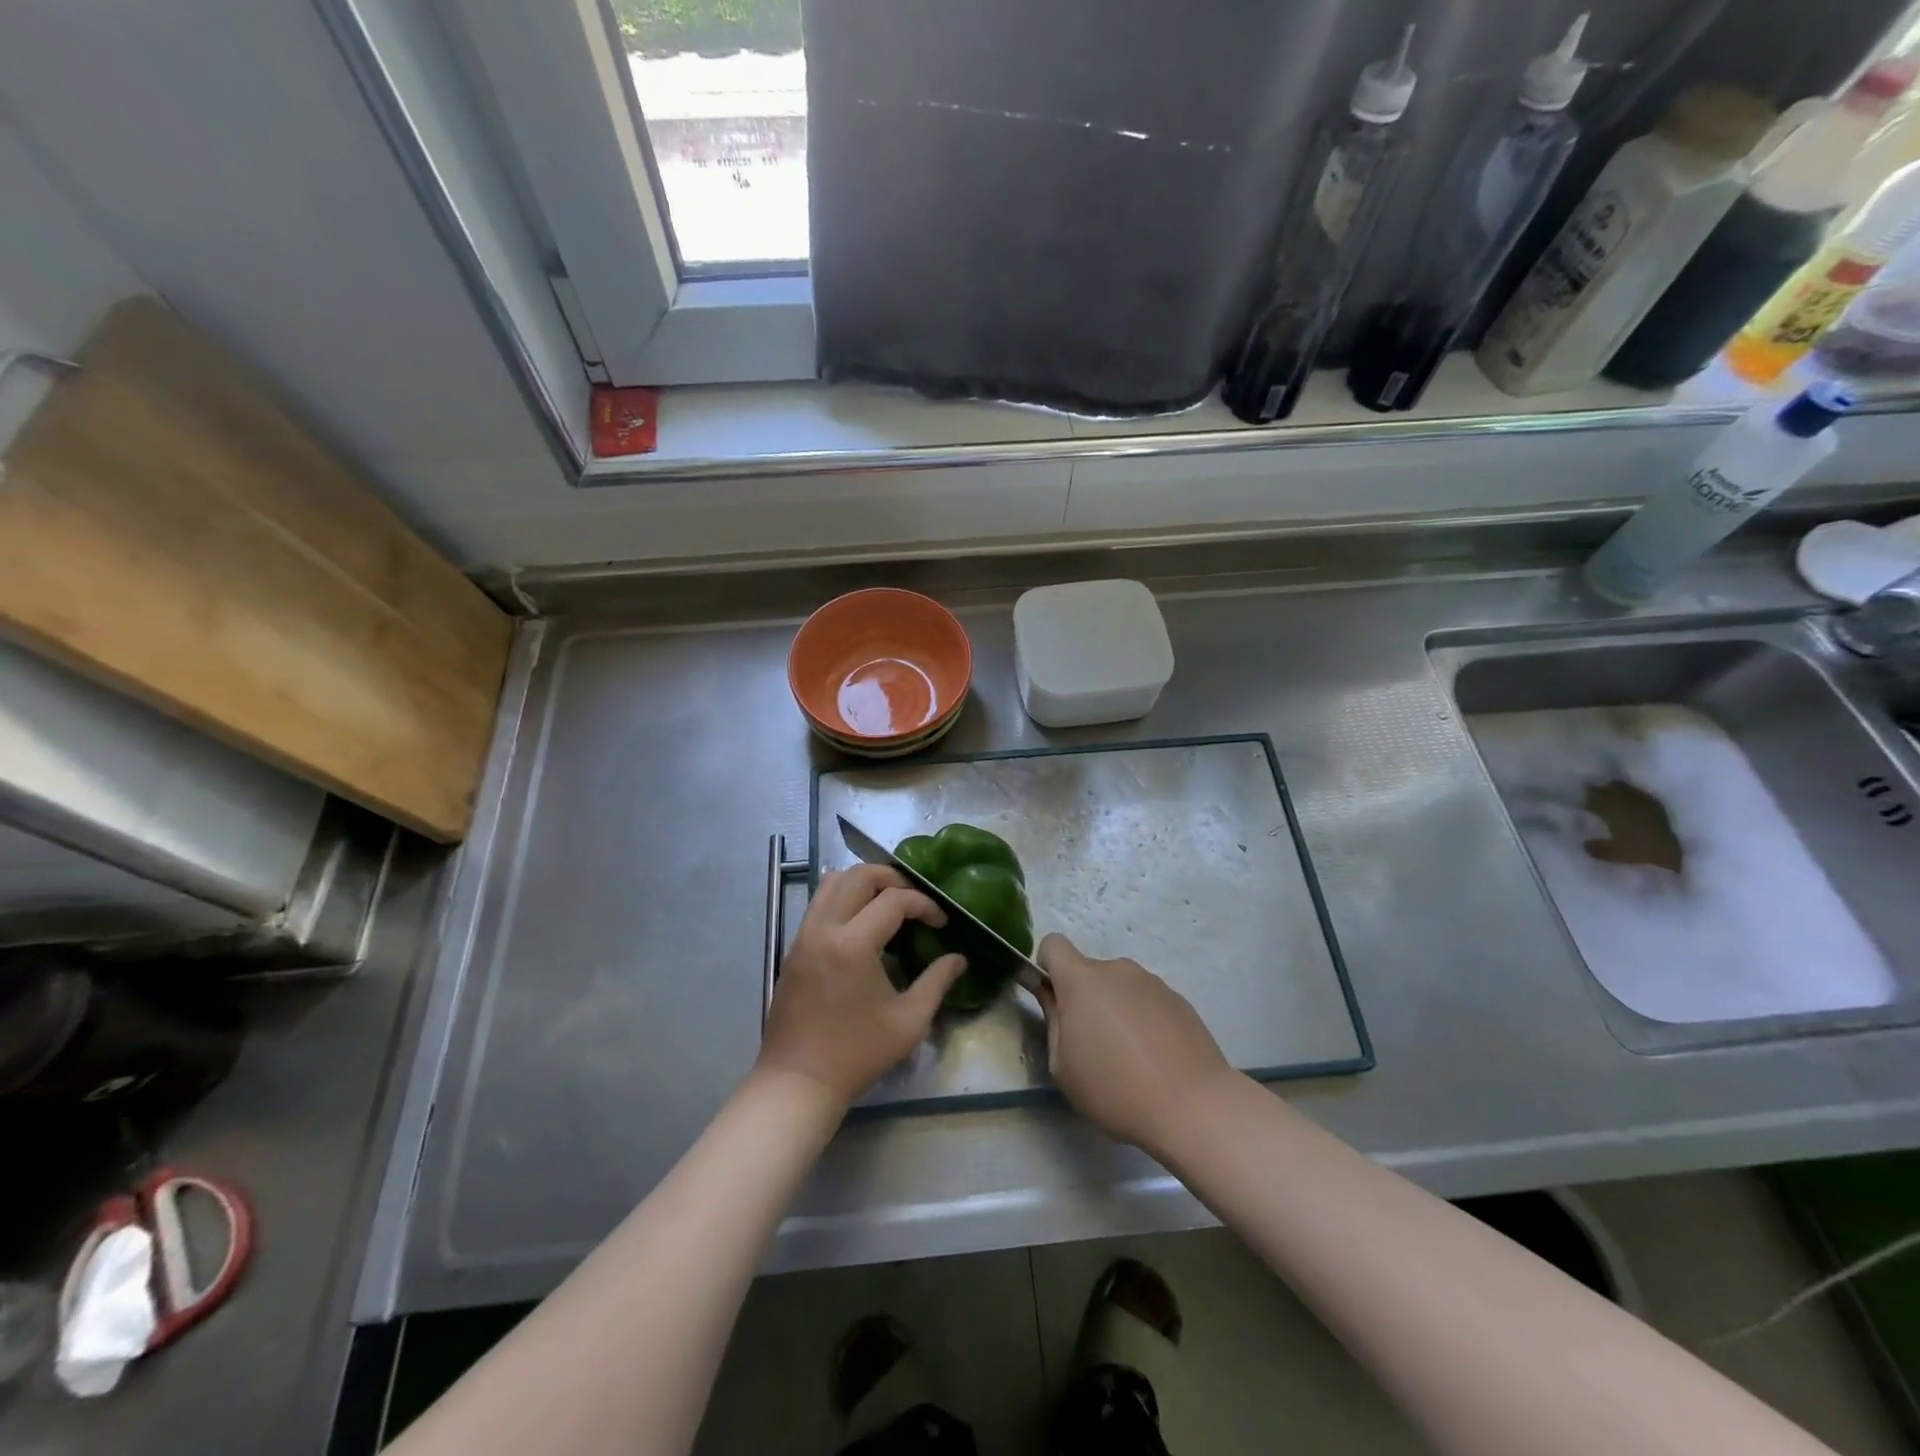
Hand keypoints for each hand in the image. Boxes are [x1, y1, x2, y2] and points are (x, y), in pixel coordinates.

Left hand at [756, 866, 966, 1106]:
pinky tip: (862, 923)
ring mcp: (803, 935)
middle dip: (893, 878)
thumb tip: (958, 958)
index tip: (941, 923)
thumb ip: (937, 982)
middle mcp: (824, 928)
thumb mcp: (909, 1021)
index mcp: (853, 944)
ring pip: (832, 882)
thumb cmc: (857, 1054)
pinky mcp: (793, 947)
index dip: (924, 904)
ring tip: (888, 903)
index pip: (894, 900)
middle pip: (858, 875)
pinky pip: (819, 903)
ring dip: (864, 882)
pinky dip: (843, 897)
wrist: (798, 1082)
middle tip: (915, 900)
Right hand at [1037, 933, 1234, 1152]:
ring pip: (1120, 987)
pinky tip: (1156, 1058)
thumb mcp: (1063, 1066)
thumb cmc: (1115, 1088)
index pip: (1053, 944)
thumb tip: (1052, 996)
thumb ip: (1053, 1021)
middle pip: (1089, 972)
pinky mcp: (1178, 999)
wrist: (1192, 1105)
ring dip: (1116, 1009)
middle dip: (1084, 998)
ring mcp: (1151, 981)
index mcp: (1082, 980)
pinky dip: (1144, 1020)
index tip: (1054, 1000)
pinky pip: (1147, 1001)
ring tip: (1130, 1057)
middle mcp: (1117, 969)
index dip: (1047, 966)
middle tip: (1093, 1045)